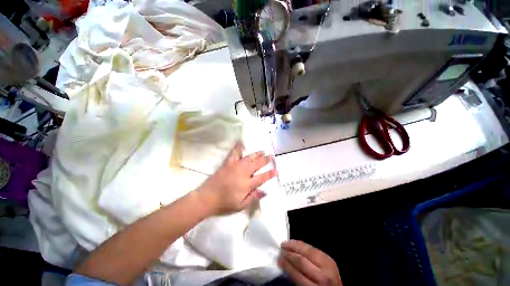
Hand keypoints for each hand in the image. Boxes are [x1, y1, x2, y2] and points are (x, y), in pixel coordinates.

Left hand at [197, 142, 276, 215]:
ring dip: (256, 154)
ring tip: (262, 151)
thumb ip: (253, 197)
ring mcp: (235, 166)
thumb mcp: (240, 206)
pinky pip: (234, 153)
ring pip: (249, 158)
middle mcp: (243, 173)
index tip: (276, 169)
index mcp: (247, 184)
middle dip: (265, 160)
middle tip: (271, 156)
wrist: (207, 197)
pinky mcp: (228, 163)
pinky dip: (238, 148)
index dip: (270, 173)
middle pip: (257, 164)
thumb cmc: (225, 203)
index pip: (262, 177)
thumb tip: (265, 191)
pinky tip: (241, 143)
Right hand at [278, 240, 342, 285]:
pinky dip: (304, 245)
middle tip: (281, 248)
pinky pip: (314, 249)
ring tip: (287, 243)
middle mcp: (323, 278)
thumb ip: (297, 278)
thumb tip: (284, 263)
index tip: (279, 258)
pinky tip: (297, 243)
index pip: (297, 274)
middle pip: (302, 261)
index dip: (287, 265)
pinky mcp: (330, 259)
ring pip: (308, 251)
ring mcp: (328, 266)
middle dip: (290, 253)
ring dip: (295, 245)